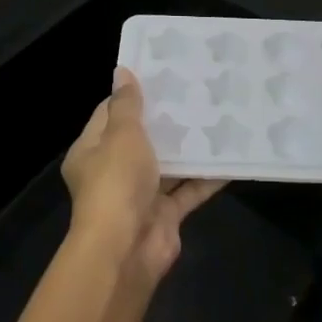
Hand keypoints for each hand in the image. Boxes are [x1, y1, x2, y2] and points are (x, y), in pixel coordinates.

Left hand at [60, 69, 224, 281]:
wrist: (126, 249)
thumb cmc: (116, 182)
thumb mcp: (121, 135)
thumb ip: (127, 105)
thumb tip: (122, 72)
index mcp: (91, 151)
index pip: (109, 114)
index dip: (132, 96)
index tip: (162, 76)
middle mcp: (112, 172)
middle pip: (141, 140)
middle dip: (167, 121)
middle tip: (196, 93)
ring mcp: (140, 195)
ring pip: (168, 165)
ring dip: (189, 147)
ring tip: (218, 117)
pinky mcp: (165, 214)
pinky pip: (189, 190)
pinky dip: (207, 177)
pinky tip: (231, 157)